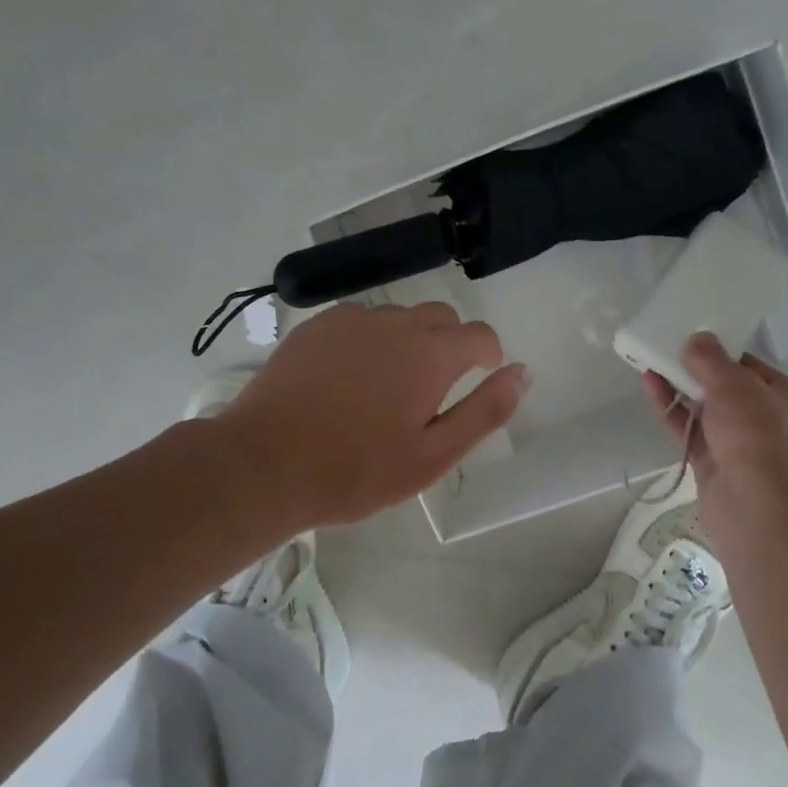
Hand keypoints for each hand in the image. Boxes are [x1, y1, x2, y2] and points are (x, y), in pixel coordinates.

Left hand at [218, 302, 529, 528]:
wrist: (264, 464)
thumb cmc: (356, 470)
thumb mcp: (433, 455)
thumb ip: (485, 410)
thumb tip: (524, 372)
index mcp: (431, 354)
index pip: (480, 335)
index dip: (488, 354)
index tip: (480, 377)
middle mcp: (396, 323)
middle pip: (440, 317)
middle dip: (450, 343)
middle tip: (432, 390)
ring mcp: (351, 320)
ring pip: (398, 316)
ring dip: (408, 340)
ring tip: (386, 387)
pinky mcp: (316, 325)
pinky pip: (359, 320)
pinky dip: (369, 339)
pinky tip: (349, 376)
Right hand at [643, 333, 787, 560]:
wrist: (756, 509)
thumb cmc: (757, 436)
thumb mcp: (735, 385)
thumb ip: (711, 359)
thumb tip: (696, 340)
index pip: (753, 369)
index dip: (723, 352)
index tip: (694, 338)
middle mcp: (769, 423)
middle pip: (728, 390)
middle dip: (698, 371)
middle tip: (669, 348)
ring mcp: (740, 448)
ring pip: (706, 411)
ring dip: (681, 388)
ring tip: (652, 361)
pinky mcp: (714, 467)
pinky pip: (690, 431)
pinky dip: (673, 410)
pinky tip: (651, 386)